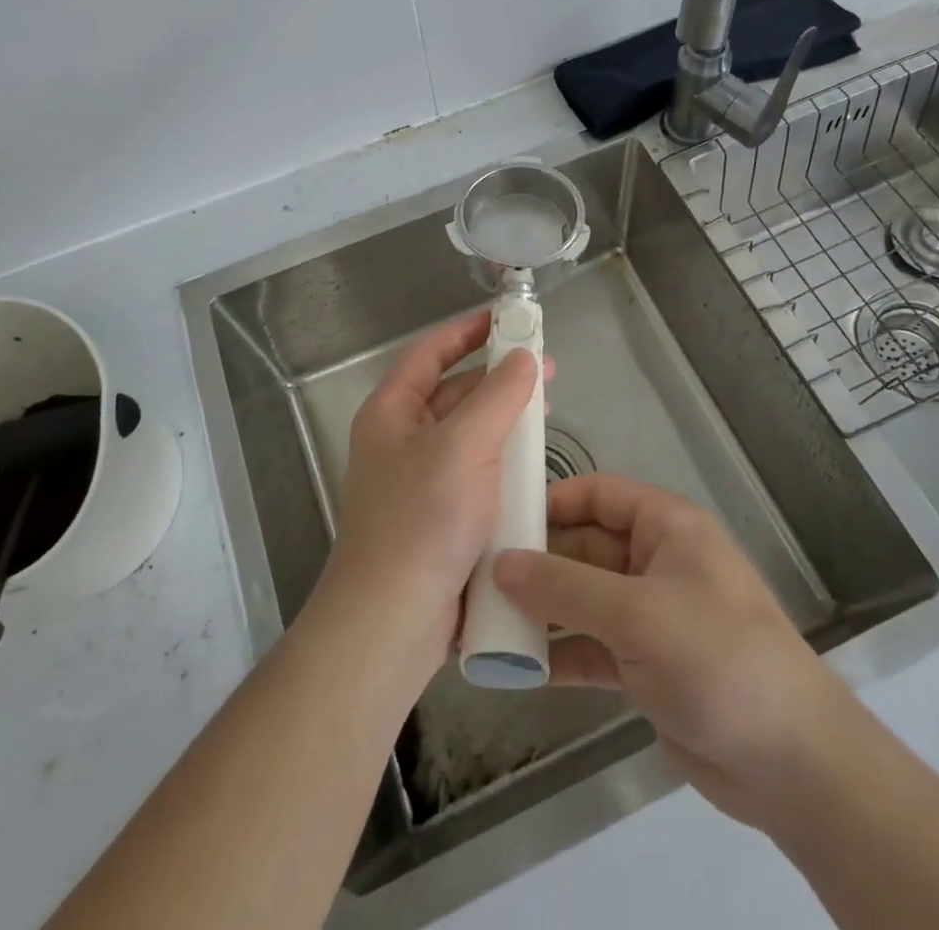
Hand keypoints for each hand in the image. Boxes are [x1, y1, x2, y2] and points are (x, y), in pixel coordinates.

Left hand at [320, 311, 545, 678]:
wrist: (393, 621)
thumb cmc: (423, 519)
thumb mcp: (464, 445)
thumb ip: (498, 396)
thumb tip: (523, 356)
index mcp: (391, 412)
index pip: (429, 353)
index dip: (465, 331)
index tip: (505, 317)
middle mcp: (401, 441)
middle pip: (452, 393)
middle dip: (496, 377)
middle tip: (545, 367)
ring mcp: (419, 482)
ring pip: (468, 436)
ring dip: (504, 420)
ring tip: (546, 412)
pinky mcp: (440, 518)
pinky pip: (476, 474)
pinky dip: (503, 462)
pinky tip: (534, 466)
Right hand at [493, 474, 850, 830]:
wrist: (789, 762)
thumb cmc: (716, 657)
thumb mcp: (636, 612)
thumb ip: (564, 586)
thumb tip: (500, 562)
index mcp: (666, 527)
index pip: (599, 494)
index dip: (552, 501)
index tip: (500, 519)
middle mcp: (655, 563)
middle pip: (584, 547)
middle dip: (536, 562)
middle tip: (476, 577)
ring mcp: (649, 616)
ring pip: (582, 599)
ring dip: (540, 610)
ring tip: (483, 621)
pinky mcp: (644, 666)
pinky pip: (590, 646)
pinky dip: (557, 652)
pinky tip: (514, 667)